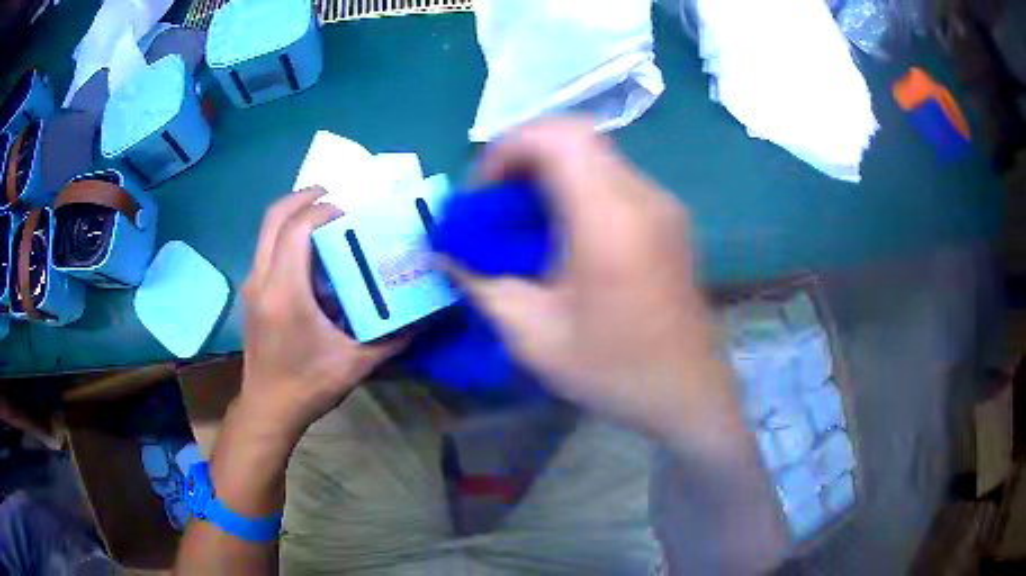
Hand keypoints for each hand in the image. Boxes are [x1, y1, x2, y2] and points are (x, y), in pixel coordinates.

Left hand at [239, 188, 407, 438]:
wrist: (267, 408)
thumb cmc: (308, 386)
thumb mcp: (355, 364)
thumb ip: (393, 339)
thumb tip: (425, 318)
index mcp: (286, 292)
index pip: (297, 229)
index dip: (322, 210)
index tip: (349, 213)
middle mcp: (262, 280)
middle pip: (273, 217)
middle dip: (302, 197)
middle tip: (331, 194)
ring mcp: (252, 285)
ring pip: (265, 230)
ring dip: (293, 215)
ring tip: (323, 217)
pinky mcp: (251, 293)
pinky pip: (265, 248)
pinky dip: (286, 236)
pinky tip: (310, 254)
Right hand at [452, 119, 742, 452]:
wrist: (688, 391)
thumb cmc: (615, 370)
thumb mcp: (534, 337)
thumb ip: (482, 287)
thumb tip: (444, 256)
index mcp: (609, 220)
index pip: (557, 138)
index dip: (507, 149)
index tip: (483, 195)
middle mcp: (642, 197)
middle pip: (575, 134)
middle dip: (523, 155)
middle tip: (497, 200)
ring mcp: (661, 204)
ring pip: (595, 152)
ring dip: (549, 169)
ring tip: (523, 216)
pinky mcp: (668, 217)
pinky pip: (613, 177)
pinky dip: (576, 185)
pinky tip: (562, 232)